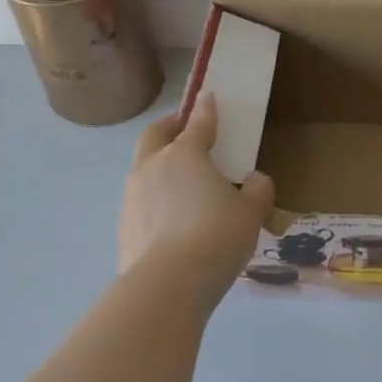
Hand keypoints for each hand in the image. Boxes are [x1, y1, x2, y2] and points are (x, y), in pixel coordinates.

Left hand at [117, 94, 274, 293]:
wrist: (169, 284)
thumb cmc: (217, 234)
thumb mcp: (252, 211)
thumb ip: (258, 189)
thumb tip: (254, 180)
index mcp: (185, 154)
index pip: (197, 123)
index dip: (206, 110)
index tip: (209, 97)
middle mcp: (152, 167)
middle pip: (155, 136)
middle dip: (169, 127)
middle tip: (184, 129)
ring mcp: (132, 197)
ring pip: (144, 169)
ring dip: (160, 166)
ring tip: (183, 184)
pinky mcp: (123, 226)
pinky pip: (142, 202)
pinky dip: (156, 200)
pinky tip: (174, 219)